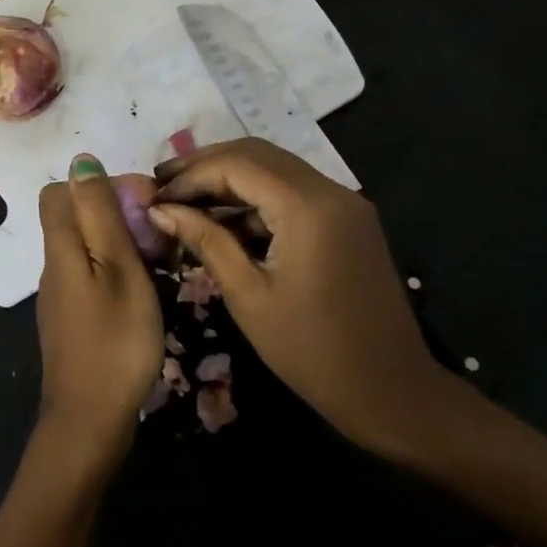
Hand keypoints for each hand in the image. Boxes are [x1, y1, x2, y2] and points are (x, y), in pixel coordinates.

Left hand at [35, 154, 165, 470]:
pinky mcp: (71, 321)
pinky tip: (144, 294)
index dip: (97, 186)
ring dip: (121, 245)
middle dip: (116, 215)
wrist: (90, 421)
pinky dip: (116, 273)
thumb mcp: (118, 268)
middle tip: (158, 239)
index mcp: (60, 247)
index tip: (139, 204)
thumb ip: (100, 214)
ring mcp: (60, 296)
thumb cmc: (114, 340)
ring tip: (161, 265)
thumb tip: (81, 162)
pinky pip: (91, 277)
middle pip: (75, 218)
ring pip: (86, 248)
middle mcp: (52, 266)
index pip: (59, 191)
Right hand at [151, 139, 452, 462]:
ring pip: (276, 169)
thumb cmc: (312, 351)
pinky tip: (225, 220)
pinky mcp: (348, 220)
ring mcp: (344, 204)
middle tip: (163, 184)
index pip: (237, 164)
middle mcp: (330, 191)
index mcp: (308, 207)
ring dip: (230, 178)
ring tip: (185, 200)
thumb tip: (160, 209)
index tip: (154, 196)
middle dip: (206, 165)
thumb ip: (206, 241)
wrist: (392, 392)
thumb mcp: (248, 295)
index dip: (190, 175)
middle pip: (257, 155)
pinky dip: (257, 198)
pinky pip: (294, 192)